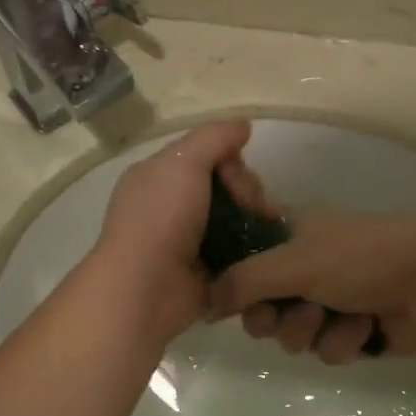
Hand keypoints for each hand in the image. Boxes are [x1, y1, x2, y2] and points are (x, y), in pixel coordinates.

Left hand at [89, 120, 256, 345]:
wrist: (145, 289)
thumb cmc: (161, 218)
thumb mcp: (184, 162)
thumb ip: (214, 138)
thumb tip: (243, 126)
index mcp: (158, 175)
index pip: (205, 155)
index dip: (230, 161)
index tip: (239, 176)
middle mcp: (169, 205)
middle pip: (223, 186)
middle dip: (247, 192)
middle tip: (257, 208)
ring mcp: (186, 240)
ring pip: (233, 218)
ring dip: (255, 220)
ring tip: (270, 229)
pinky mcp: (203, 271)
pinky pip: (235, 251)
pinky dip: (251, 249)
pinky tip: (267, 251)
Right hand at [209, 213, 415, 363]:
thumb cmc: (358, 257)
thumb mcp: (292, 262)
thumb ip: (242, 282)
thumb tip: (205, 305)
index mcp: (289, 237)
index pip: (242, 262)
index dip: (236, 285)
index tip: (234, 300)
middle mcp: (304, 268)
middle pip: (262, 309)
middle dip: (275, 318)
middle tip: (288, 312)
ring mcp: (330, 300)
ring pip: (293, 335)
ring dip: (311, 331)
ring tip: (336, 316)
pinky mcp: (354, 332)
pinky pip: (327, 350)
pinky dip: (344, 342)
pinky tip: (366, 326)